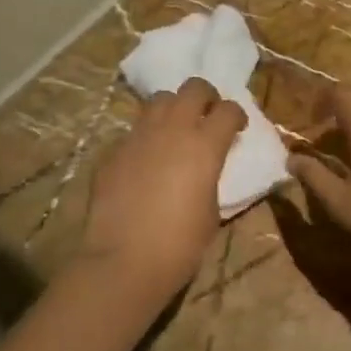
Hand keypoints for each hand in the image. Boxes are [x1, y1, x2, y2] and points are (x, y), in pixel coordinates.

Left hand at [78, 77, 245, 308]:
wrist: (123, 262)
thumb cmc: (180, 245)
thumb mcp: (213, 210)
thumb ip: (212, 177)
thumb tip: (206, 169)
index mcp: (205, 144)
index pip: (229, 109)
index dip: (237, 116)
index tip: (237, 129)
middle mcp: (173, 129)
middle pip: (194, 87)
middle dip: (206, 97)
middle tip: (207, 117)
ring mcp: (139, 136)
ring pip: (159, 100)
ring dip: (173, 109)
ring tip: (175, 131)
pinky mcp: (113, 151)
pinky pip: (134, 131)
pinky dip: (145, 138)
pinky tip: (145, 162)